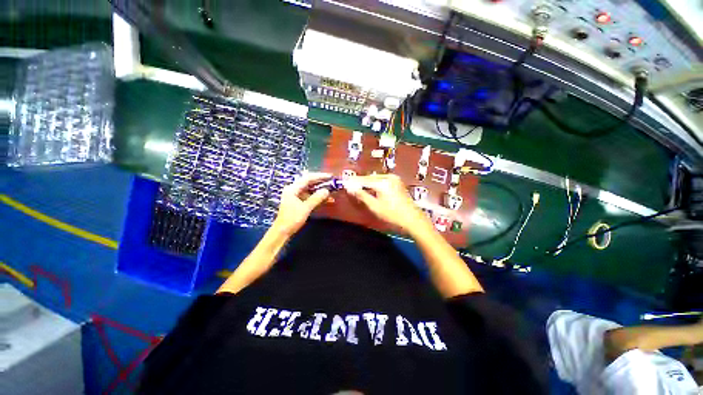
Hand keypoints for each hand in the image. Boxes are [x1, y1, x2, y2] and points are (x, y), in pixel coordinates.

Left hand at [272, 172, 331, 235]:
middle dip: (321, 182)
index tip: (330, 176)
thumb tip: (327, 191)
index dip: (320, 176)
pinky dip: (317, 197)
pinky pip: (309, 196)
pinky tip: (326, 200)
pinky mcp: (298, 202)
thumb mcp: (306, 208)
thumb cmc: (292, 219)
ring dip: (320, 190)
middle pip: (309, 182)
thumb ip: (316, 198)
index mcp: (293, 188)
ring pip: (310, 189)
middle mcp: (293, 189)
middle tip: (332, 182)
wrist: (282, 231)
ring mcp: (295, 196)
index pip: (308, 178)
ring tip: (331, 191)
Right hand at [343, 174, 430, 233]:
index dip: (353, 182)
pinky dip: (375, 184)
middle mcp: (389, 177)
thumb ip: (361, 196)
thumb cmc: (393, 215)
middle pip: (370, 178)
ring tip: (359, 190)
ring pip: (376, 179)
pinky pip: (382, 181)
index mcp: (382, 182)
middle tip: (351, 187)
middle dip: (360, 182)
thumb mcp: (375, 207)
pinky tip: (371, 190)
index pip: (363, 180)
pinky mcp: (398, 183)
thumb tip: (350, 188)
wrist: (413, 220)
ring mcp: (395, 179)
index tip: (344, 184)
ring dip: (367, 183)